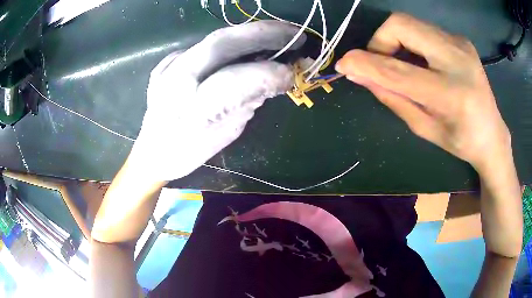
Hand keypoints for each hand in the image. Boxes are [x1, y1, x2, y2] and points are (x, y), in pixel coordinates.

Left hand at [128, 21, 305, 180]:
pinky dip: (232, 43)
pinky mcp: (168, 61)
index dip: (267, 73)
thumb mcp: (225, 134)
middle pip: (222, 43)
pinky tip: (247, 47)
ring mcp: (168, 66)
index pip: (234, 81)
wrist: (152, 151)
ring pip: (216, 39)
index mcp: (189, 110)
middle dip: (263, 33)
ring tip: (278, 35)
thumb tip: (273, 78)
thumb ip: (248, 103)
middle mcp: (175, 80)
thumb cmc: (188, 151)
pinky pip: (206, 45)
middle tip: (295, 33)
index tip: (291, 73)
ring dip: (251, 35)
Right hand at [336, 13, 510, 171]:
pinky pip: (422, 29)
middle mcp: (458, 59)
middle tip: (382, 64)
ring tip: (402, 65)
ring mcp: (460, 43)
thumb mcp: (424, 128)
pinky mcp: (459, 38)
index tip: (344, 64)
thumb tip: (359, 75)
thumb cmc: (460, 141)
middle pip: (401, 25)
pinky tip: (420, 62)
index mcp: (452, 94)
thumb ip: (392, 97)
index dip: (367, 64)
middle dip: (381, 41)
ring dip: (394, 41)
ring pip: (409, 22)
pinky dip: (410, 42)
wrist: (492, 133)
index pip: (399, 71)